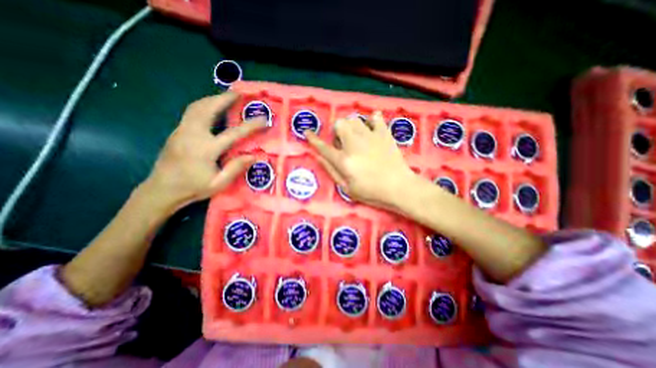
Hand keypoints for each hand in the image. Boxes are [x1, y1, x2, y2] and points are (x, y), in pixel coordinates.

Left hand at [143, 92, 266, 212]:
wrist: (161, 190)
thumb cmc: (193, 188)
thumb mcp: (218, 183)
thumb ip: (236, 168)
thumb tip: (254, 156)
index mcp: (205, 149)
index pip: (233, 133)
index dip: (250, 125)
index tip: (263, 119)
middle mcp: (192, 135)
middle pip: (207, 109)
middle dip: (224, 99)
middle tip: (238, 93)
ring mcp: (181, 131)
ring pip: (196, 107)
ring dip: (212, 99)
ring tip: (226, 96)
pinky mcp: (177, 132)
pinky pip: (191, 112)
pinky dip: (204, 105)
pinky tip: (211, 107)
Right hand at [304, 111, 417, 209]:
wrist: (399, 187)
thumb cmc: (371, 192)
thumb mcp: (347, 188)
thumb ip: (331, 170)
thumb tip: (318, 156)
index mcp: (344, 160)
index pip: (323, 147)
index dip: (313, 139)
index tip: (307, 132)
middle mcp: (354, 144)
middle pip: (339, 124)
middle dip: (336, 131)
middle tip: (342, 142)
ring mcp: (370, 137)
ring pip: (354, 119)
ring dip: (351, 126)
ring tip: (355, 136)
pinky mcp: (384, 134)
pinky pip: (375, 118)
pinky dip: (371, 120)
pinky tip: (371, 128)